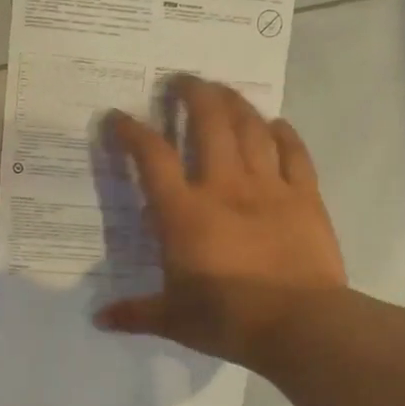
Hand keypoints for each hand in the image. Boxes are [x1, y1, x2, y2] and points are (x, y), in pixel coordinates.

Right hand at [96, 77, 346, 367]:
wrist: (298, 325)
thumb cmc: (228, 320)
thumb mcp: (173, 320)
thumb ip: (135, 313)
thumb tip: (99, 319)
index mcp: (184, 213)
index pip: (152, 157)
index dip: (132, 131)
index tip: (118, 117)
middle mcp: (223, 187)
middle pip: (209, 123)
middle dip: (193, 94)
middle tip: (182, 80)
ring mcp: (268, 188)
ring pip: (251, 129)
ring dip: (235, 103)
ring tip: (223, 90)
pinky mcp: (305, 197)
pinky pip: (294, 153)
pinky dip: (284, 133)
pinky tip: (276, 123)